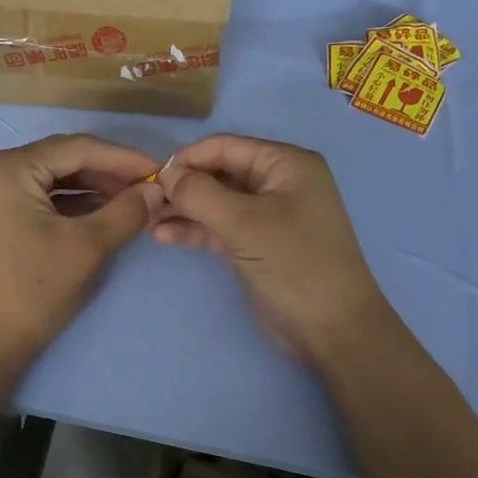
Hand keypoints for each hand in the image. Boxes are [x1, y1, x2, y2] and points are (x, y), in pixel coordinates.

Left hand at [0, 134, 162, 379]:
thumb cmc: (30, 293)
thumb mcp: (86, 248)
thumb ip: (126, 212)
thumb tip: (155, 191)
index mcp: (5, 168)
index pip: (75, 148)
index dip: (122, 158)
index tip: (158, 171)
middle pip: (58, 160)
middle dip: (105, 173)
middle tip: (146, 188)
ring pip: (45, 180)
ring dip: (86, 189)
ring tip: (128, 201)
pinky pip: (30, 197)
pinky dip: (63, 204)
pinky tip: (96, 213)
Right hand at [155, 134, 395, 367]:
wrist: (332, 329)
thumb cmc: (294, 263)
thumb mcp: (244, 223)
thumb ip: (200, 194)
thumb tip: (165, 173)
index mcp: (286, 164)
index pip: (226, 147)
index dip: (188, 158)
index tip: (151, 177)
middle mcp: (278, 183)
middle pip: (220, 173)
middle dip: (183, 186)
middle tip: (145, 202)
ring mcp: (268, 216)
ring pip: (217, 202)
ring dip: (184, 209)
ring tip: (147, 220)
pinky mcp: (257, 245)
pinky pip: (220, 228)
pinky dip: (195, 230)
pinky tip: (164, 236)